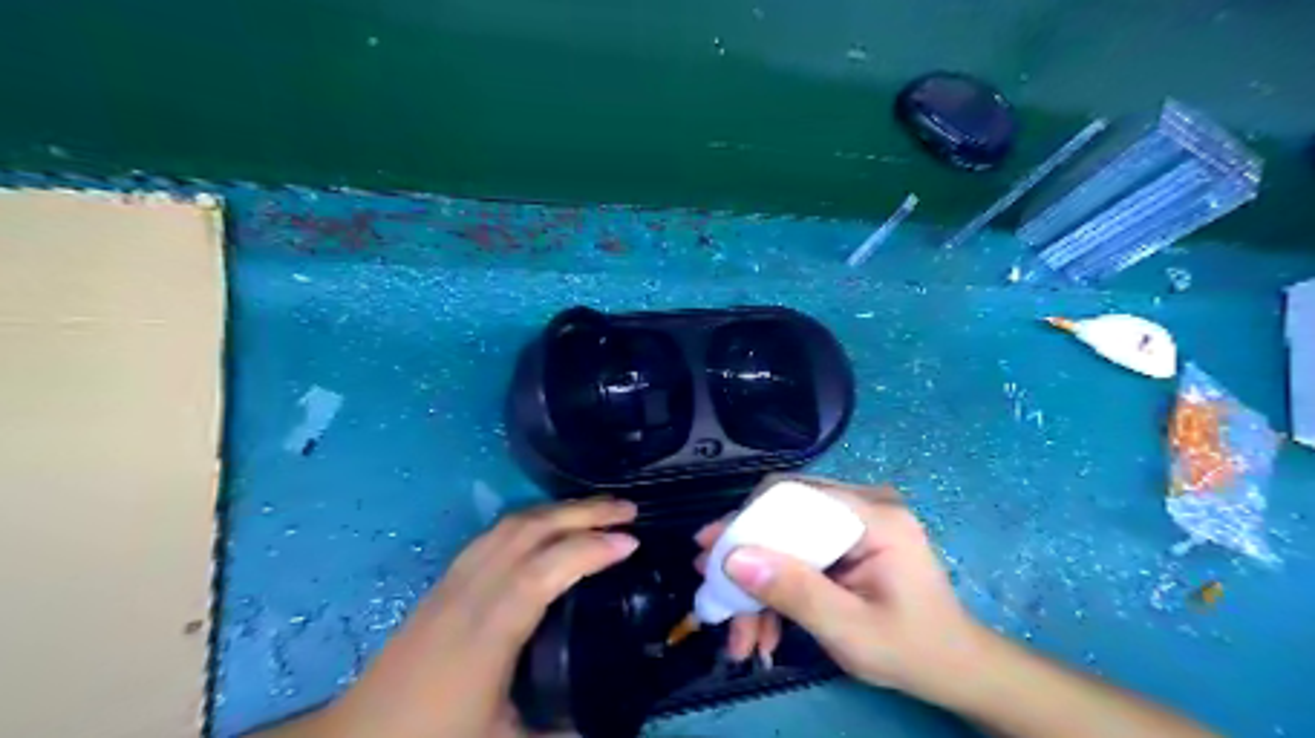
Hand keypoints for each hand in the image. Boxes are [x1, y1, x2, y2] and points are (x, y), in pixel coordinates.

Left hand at [309, 498, 635, 735]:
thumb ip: (561, 729)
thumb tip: (608, 720)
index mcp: (487, 631)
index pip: (543, 570)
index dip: (589, 549)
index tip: (632, 541)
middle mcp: (470, 592)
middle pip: (528, 531)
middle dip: (582, 512)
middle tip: (628, 508)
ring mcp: (454, 580)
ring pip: (510, 524)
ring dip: (558, 509)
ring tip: (598, 510)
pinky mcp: (445, 579)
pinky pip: (495, 533)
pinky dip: (532, 519)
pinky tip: (549, 526)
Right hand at [699, 479, 986, 696]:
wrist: (954, 667)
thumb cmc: (912, 649)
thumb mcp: (850, 630)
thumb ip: (795, 592)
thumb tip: (733, 560)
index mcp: (875, 516)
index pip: (795, 496)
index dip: (746, 520)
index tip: (709, 550)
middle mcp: (863, 504)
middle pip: (784, 513)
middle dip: (746, 557)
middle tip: (712, 590)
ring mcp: (855, 519)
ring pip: (786, 534)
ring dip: (759, 581)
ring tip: (739, 631)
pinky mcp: (847, 537)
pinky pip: (799, 549)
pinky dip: (778, 584)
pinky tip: (764, 625)